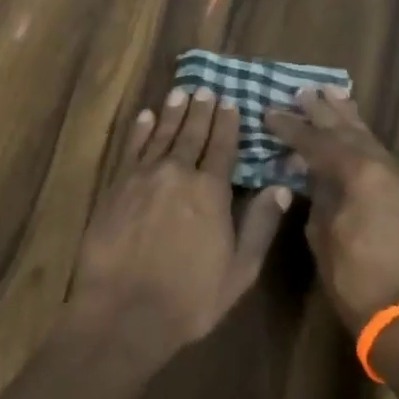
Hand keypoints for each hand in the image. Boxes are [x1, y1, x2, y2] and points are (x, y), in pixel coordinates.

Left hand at [66, 87, 291, 366]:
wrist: (124, 310)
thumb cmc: (189, 298)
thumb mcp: (239, 270)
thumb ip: (260, 225)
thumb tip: (281, 187)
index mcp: (211, 192)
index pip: (223, 147)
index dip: (227, 124)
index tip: (230, 102)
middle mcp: (178, 173)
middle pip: (192, 134)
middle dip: (200, 110)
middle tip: (205, 89)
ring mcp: (144, 176)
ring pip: (162, 134)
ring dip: (172, 112)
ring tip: (180, 92)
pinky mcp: (117, 185)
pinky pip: (132, 148)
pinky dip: (141, 130)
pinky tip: (146, 117)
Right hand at [266, 86, 398, 334]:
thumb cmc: (357, 281)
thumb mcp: (323, 235)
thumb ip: (318, 194)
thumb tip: (311, 172)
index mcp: (362, 175)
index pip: (318, 142)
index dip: (292, 127)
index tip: (270, 112)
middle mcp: (388, 168)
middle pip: (349, 130)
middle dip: (323, 111)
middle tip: (302, 90)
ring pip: (371, 139)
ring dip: (348, 118)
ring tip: (332, 92)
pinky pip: (383, 157)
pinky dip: (363, 141)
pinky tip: (354, 132)